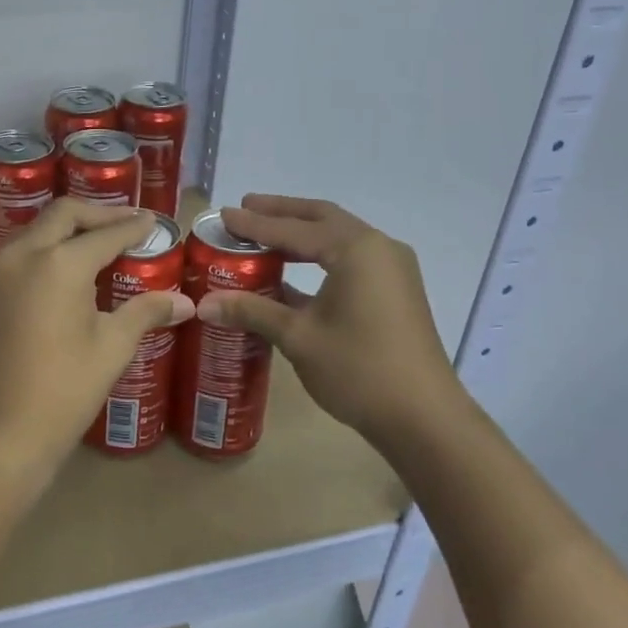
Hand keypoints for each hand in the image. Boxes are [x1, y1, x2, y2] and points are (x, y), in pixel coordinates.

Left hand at [0, 200, 194, 487]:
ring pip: (36, 231)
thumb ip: (145, 313)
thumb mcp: (111, 348)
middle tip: (127, 222)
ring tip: (99, 243)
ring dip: (68, 229)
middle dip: (97, 214)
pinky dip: (47, 250)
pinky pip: (20, 255)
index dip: (132, 226)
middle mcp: (23, 256)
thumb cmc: (63, 391)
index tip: (152, 221)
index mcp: (58, 264)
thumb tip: (184, 303)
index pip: (104, 234)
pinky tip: (67, 273)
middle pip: (63, 215)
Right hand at [196, 195, 461, 445]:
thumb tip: (203, 303)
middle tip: (245, 209)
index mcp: (355, 249)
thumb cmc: (359, 370)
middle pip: (321, 218)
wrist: (424, 418)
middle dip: (282, 213)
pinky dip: (319, 256)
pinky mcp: (395, 291)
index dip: (254, 224)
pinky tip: (292, 272)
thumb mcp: (298, 337)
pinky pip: (350, 259)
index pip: (294, 229)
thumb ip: (252, 311)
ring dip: (301, 233)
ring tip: (264, 234)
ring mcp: (391, 269)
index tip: (223, 215)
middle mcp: (377, 248)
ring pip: (338, 237)